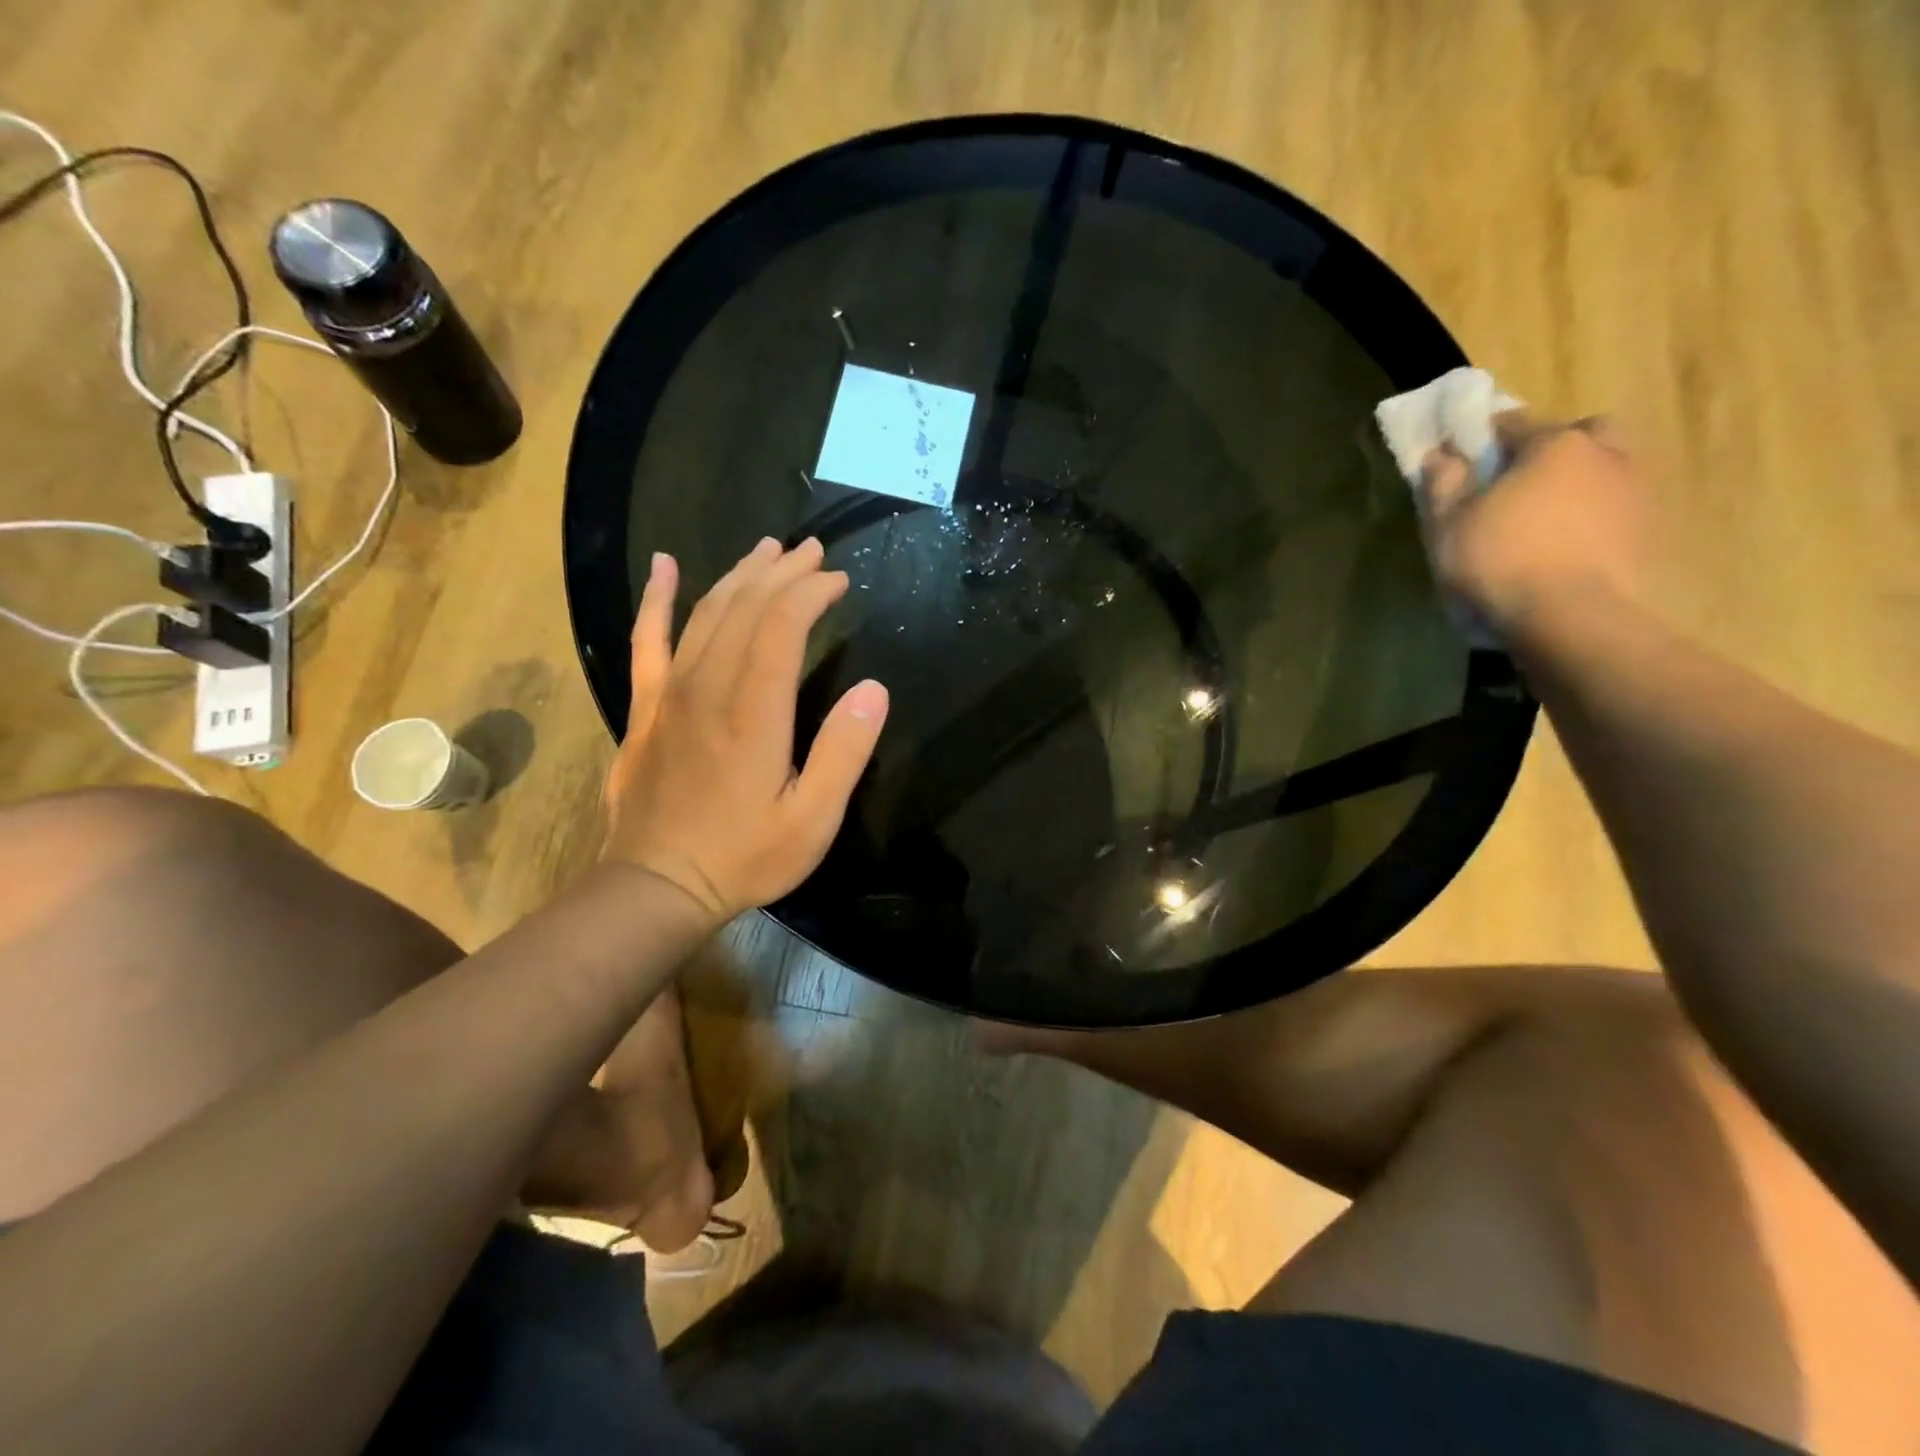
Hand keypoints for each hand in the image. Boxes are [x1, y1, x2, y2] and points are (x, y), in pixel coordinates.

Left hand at [603, 537, 888, 924]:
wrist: (657, 884)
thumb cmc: (744, 855)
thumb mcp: (813, 819)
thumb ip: (844, 752)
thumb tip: (874, 689)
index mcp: (754, 710)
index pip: (782, 624)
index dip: (812, 592)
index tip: (839, 581)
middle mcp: (709, 685)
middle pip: (746, 606)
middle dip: (783, 572)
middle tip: (814, 552)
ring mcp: (671, 692)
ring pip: (705, 613)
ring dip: (740, 575)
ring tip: (767, 549)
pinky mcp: (646, 706)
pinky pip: (647, 639)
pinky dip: (657, 598)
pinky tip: (664, 566)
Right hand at [1418, 412, 1649, 638]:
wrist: (1568, 617)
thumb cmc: (1498, 560)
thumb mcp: (1448, 524)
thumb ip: (1443, 484)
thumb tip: (1440, 455)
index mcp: (1554, 444)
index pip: (1514, 424)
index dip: (1486, 439)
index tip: (1466, 459)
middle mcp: (1604, 455)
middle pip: (1582, 435)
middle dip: (1555, 449)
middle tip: (1521, 482)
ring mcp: (1634, 492)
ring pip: (1605, 470)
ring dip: (1579, 483)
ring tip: (1545, 520)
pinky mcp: (1647, 531)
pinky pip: (1615, 509)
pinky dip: (1594, 517)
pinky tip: (1567, 546)